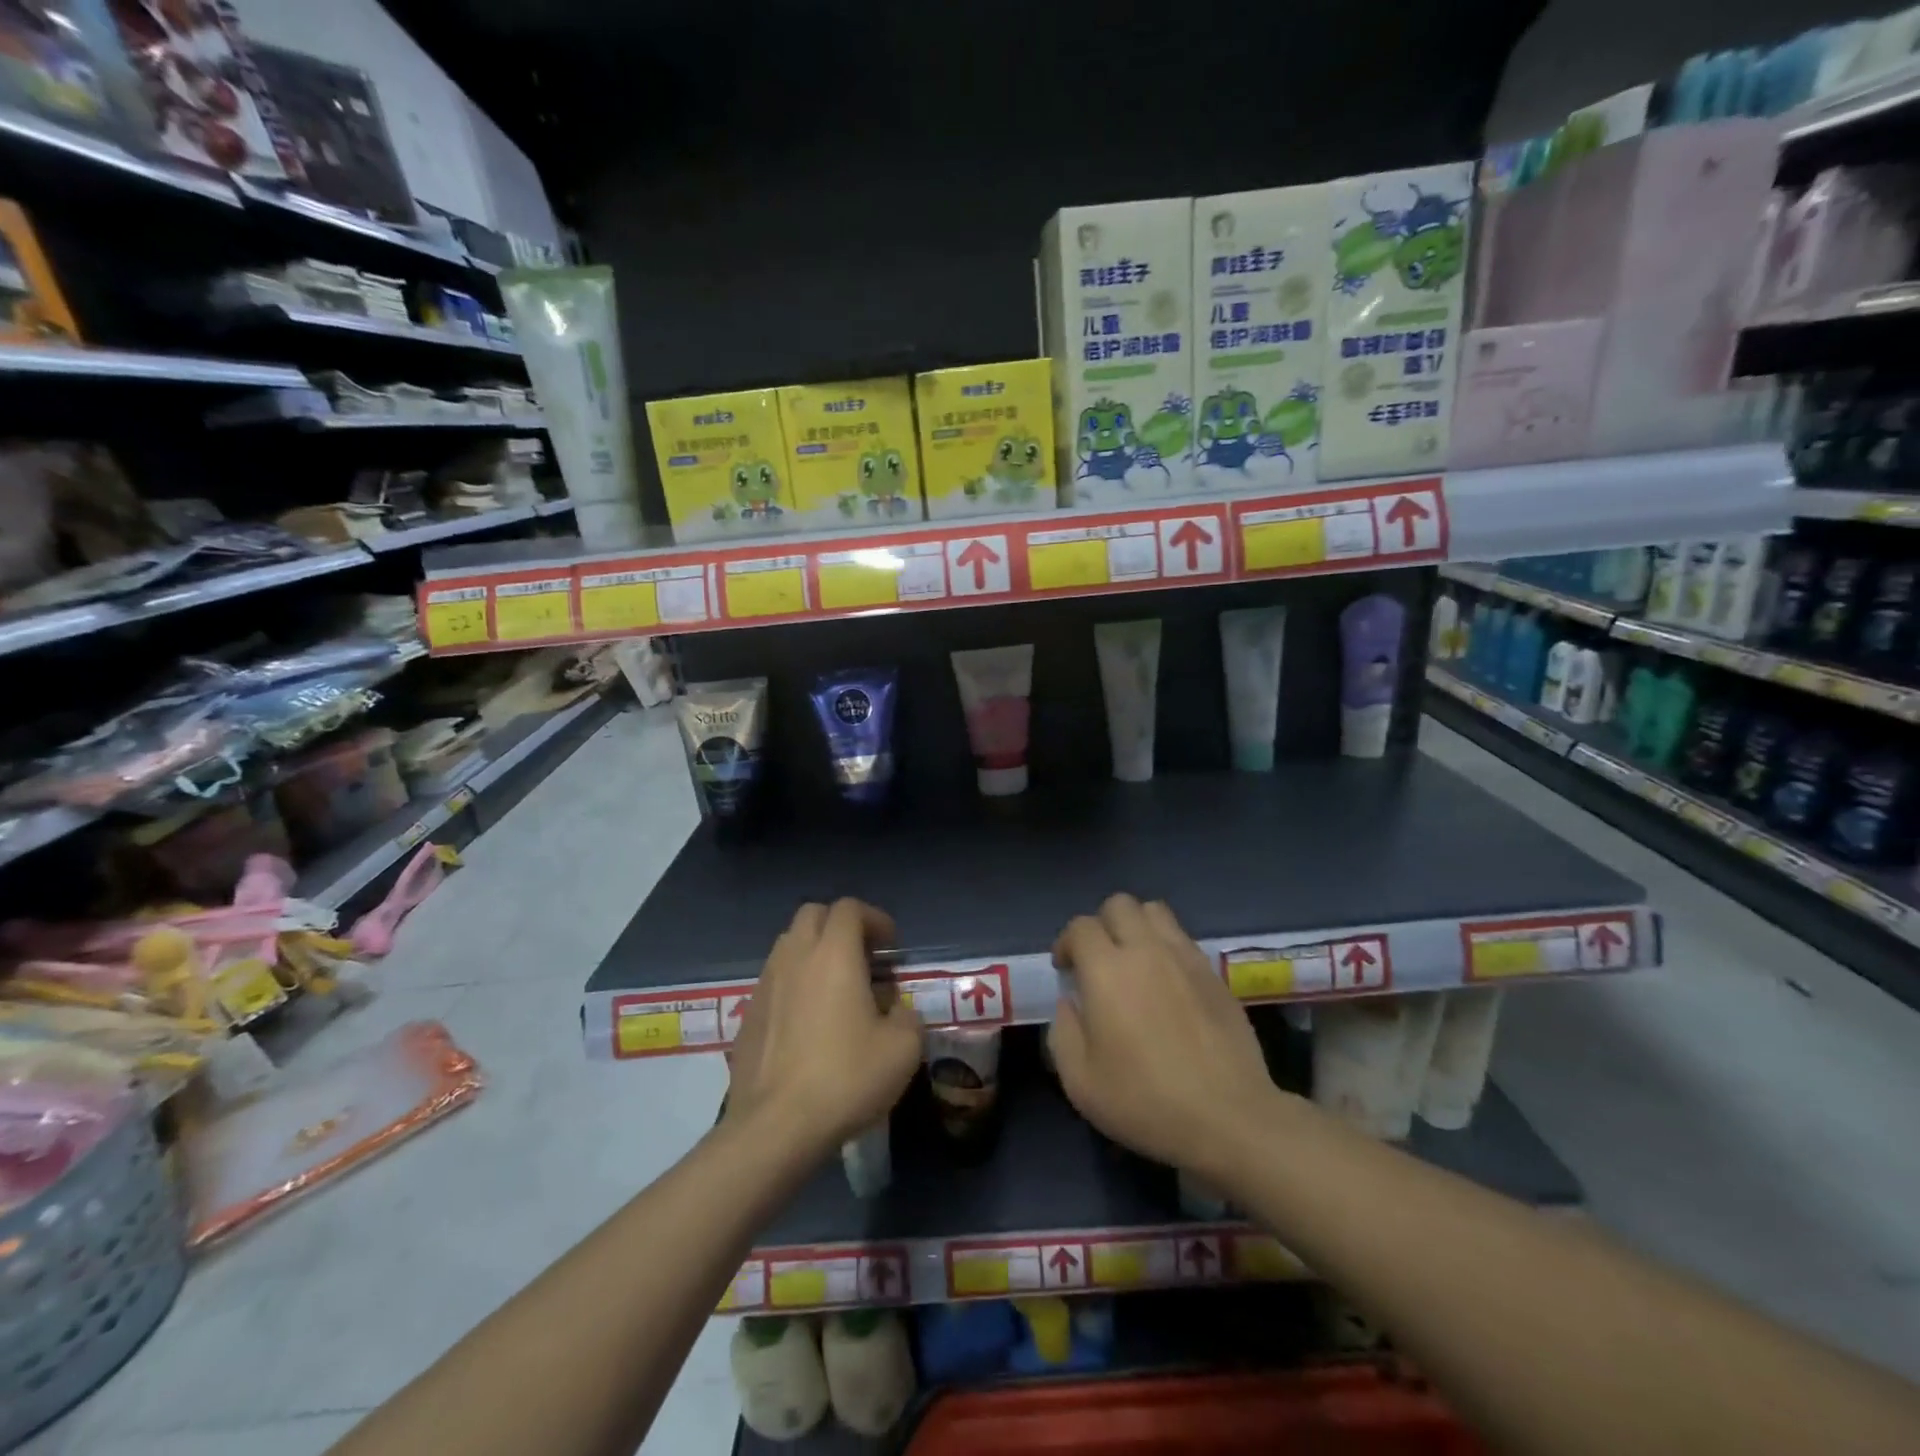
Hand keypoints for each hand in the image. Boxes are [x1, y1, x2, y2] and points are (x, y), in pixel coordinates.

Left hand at [725, 899, 923, 1156]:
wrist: (775, 1127)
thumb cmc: (845, 1078)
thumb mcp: (902, 1049)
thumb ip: (907, 1017)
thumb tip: (895, 1011)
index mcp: (834, 954)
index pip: (849, 908)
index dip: (874, 918)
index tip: (890, 946)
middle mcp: (795, 957)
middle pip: (813, 915)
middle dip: (840, 926)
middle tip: (863, 957)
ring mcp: (765, 984)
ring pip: (789, 945)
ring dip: (814, 952)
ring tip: (836, 988)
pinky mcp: (748, 1015)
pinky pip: (774, 980)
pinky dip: (794, 984)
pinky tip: (808, 1022)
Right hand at [1047, 895, 1281, 1180]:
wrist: (1230, 1117)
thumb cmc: (1146, 1101)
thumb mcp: (1081, 1082)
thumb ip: (1063, 1033)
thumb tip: (1069, 1003)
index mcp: (1107, 970)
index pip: (1080, 927)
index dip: (1067, 942)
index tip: (1065, 970)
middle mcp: (1146, 950)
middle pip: (1119, 905)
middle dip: (1101, 924)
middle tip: (1098, 960)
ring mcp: (1185, 957)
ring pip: (1155, 911)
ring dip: (1136, 926)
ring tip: (1133, 960)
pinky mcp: (1215, 973)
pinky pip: (1183, 938)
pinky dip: (1166, 946)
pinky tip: (1167, 982)